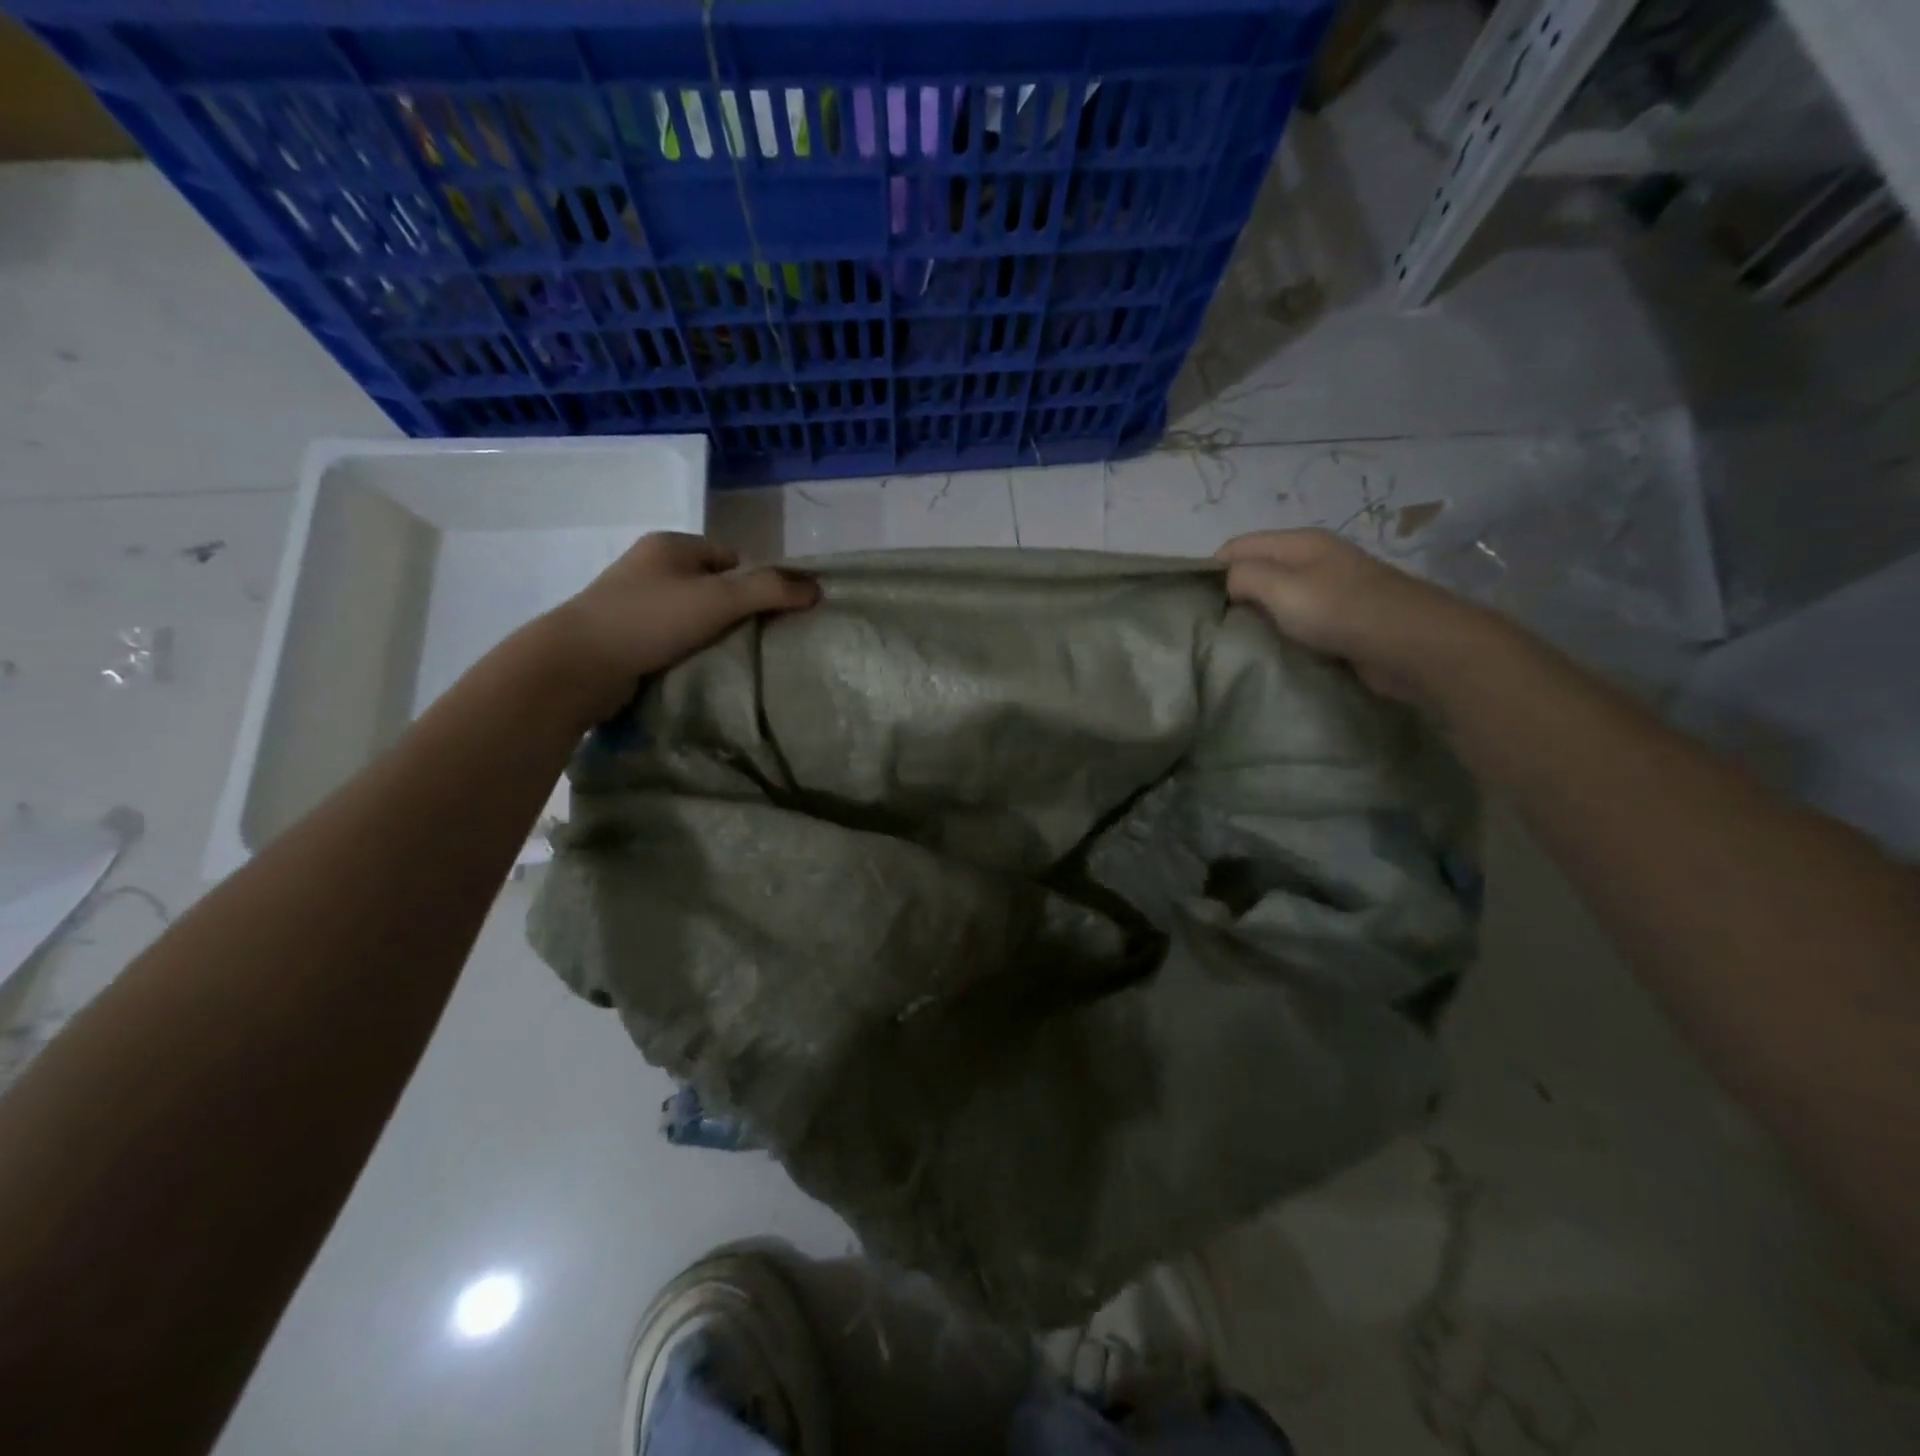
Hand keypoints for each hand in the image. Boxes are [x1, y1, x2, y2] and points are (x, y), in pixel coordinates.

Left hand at [540, 532, 818, 723]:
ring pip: (691, 614)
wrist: (578, 664)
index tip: (770, 616)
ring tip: (730, 659)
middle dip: (735, 611)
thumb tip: (817, 588)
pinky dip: (687, 650)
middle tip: (757, 640)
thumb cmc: (650, 620)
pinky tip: (698, 669)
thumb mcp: (719, 599)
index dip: (755, 583)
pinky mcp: (624, 635)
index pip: (731, 557)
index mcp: (671, 545)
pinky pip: (671, 637)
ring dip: (711, 634)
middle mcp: (650, 566)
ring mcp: (633, 601)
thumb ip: (770, 590)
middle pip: (712, 585)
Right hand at [1216, 529, 1506, 705]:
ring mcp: (1332, 589)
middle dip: (1235, 595)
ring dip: (1260, 617)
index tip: (1198, 606)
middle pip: (1258, 570)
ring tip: (1241, 642)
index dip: (1213, 570)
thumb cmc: (1342, 611)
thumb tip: (1228, 581)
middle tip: (1217, 628)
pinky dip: (1285, 632)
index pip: (1237, 545)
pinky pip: (1300, 621)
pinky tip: (1277, 650)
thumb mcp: (1281, 587)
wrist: (1414, 645)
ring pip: (1278, 598)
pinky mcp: (1344, 619)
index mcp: (1300, 542)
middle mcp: (1316, 559)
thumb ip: (1244, 576)